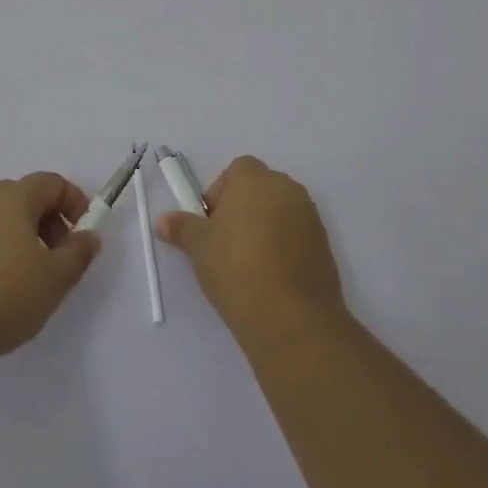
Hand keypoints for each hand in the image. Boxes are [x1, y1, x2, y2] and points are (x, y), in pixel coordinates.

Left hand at [0, 173, 102, 366]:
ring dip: (24, 236)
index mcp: (13, 196)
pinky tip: (0, 285)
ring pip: (1, 217)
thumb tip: (88, 236)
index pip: (51, 182)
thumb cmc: (4, 294)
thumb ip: (78, 253)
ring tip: (31, 276)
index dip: (74, 203)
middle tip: (60, 257)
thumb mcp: (55, 278)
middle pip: (26, 197)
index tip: (84, 234)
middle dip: (50, 221)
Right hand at [157, 156, 345, 341]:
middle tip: (226, 244)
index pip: (236, 171)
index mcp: (254, 179)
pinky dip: (284, 248)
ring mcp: (310, 217)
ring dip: (265, 228)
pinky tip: (271, 278)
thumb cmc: (236, 268)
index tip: (211, 224)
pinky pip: (297, 236)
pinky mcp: (325, 246)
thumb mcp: (199, 247)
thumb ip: (181, 227)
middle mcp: (286, 188)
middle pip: (259, 189)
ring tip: (248, 265)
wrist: (291, 317)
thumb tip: (163, 221)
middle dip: (243, 209)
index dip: (220, 193)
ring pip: (280, 212)